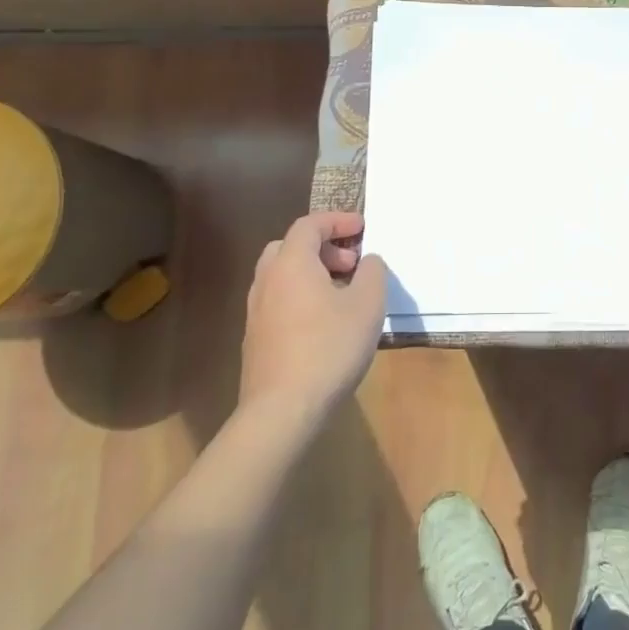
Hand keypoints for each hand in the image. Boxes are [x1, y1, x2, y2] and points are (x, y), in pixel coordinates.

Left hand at [239, 211, 385, 417]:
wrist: (283, 409)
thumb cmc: (330, 347)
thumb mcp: (368, 305)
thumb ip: (372, 272)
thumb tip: (368, 260)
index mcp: (292, 264)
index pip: (309, 225)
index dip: (337, 220)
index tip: (362, 227)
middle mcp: (267, 280)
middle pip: (290, 247)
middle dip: (322, 247)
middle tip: (351, 262)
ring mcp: (256, 311)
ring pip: (282, 275)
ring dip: (311, 272)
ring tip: (342, 293)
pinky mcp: (256, 339)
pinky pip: (279, 301)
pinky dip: (301, 296)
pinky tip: (325, 322)